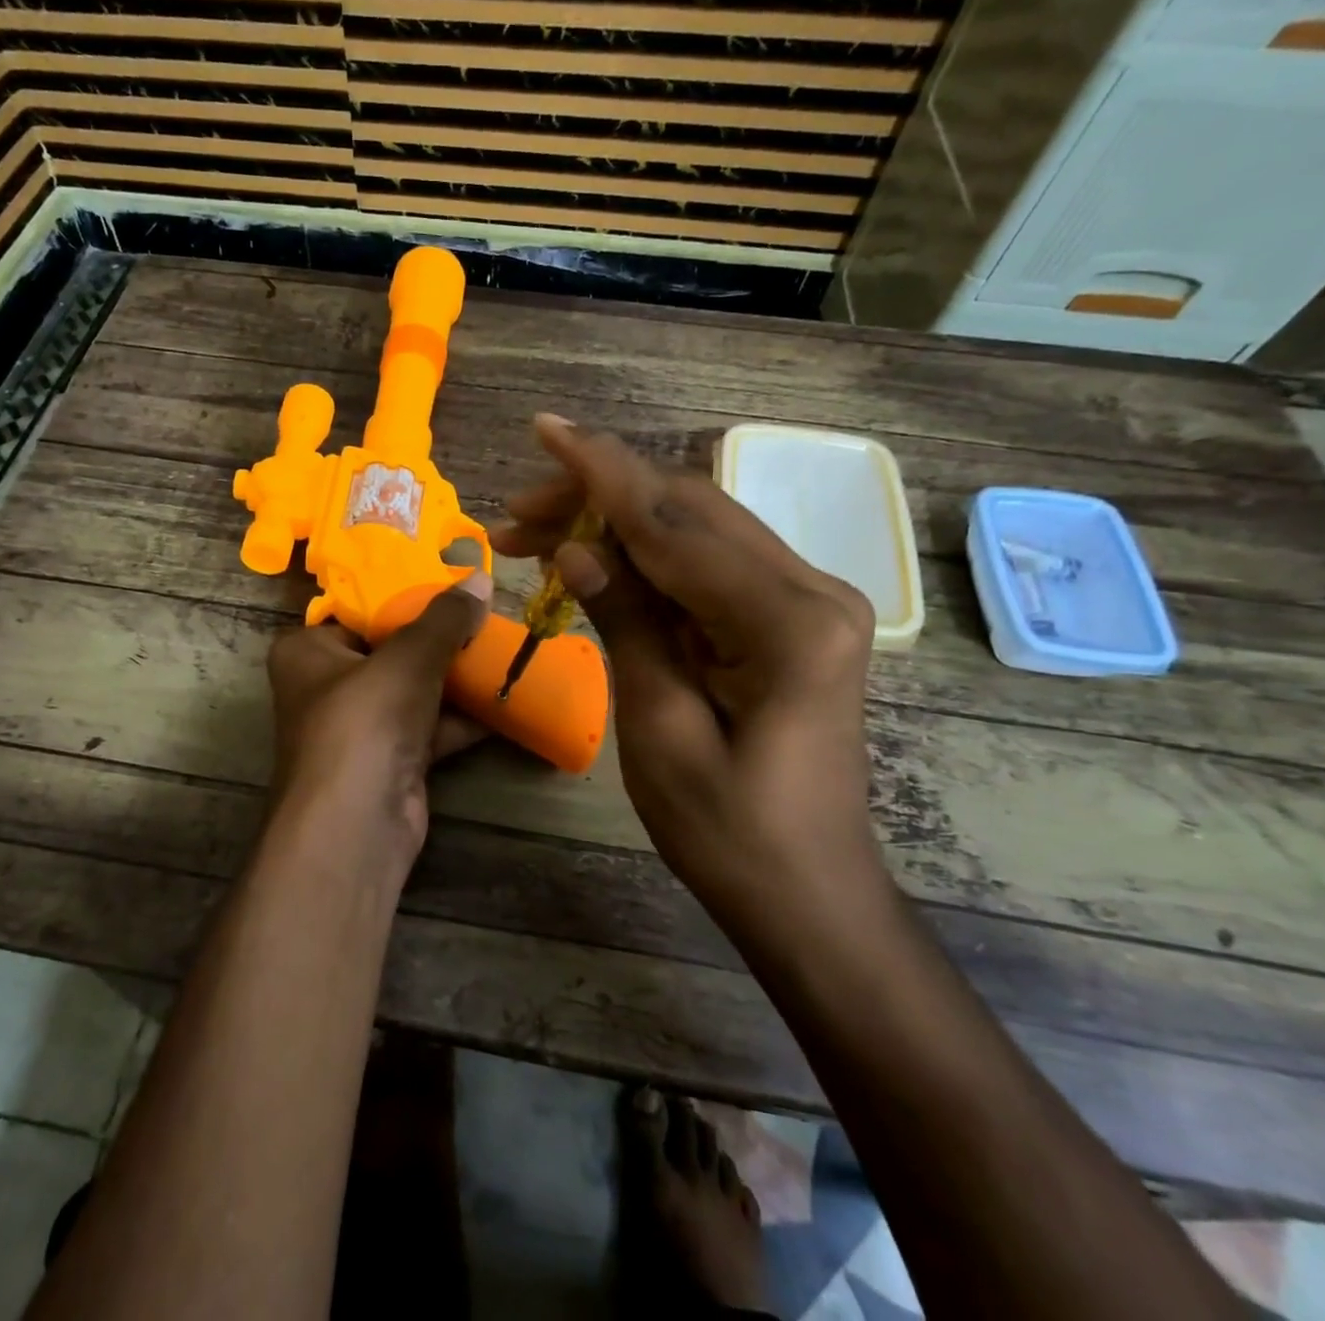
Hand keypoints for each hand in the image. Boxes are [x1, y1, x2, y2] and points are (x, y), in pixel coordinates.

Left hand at [265, 572, 491, 875]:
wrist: (357, 826)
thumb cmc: (364, 721)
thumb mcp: (408, 658)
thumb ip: (444, 619)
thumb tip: (481, 579)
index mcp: (307, 651)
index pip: (357, 609)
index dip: (404, 593)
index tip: (450, 578)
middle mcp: (327, 686)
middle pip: (391, 649)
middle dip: (439, 637)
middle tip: (485, 612)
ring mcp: (360, 727)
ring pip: (414, 689)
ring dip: (456, 676)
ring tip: (503, 647)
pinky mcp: (390, 760)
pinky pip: (430, 726)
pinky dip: (463, 717)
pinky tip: (506, 698)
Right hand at [491, 416, 880, 914]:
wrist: (809, 895)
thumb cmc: (730, 835)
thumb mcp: (659, 731)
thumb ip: (627, 625)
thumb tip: (574, 550)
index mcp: (786, 621)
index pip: (675, 522)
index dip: (601, 471)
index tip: (545, 429)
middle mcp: (809, 590)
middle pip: (687, 510)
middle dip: (597, 497)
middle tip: (515, 514)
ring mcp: (804, 601)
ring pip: (695, 529)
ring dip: (615, 523)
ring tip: (535, 534)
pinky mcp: (787, 619)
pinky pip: (705, 565)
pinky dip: (644, 556)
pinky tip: (594, 561)